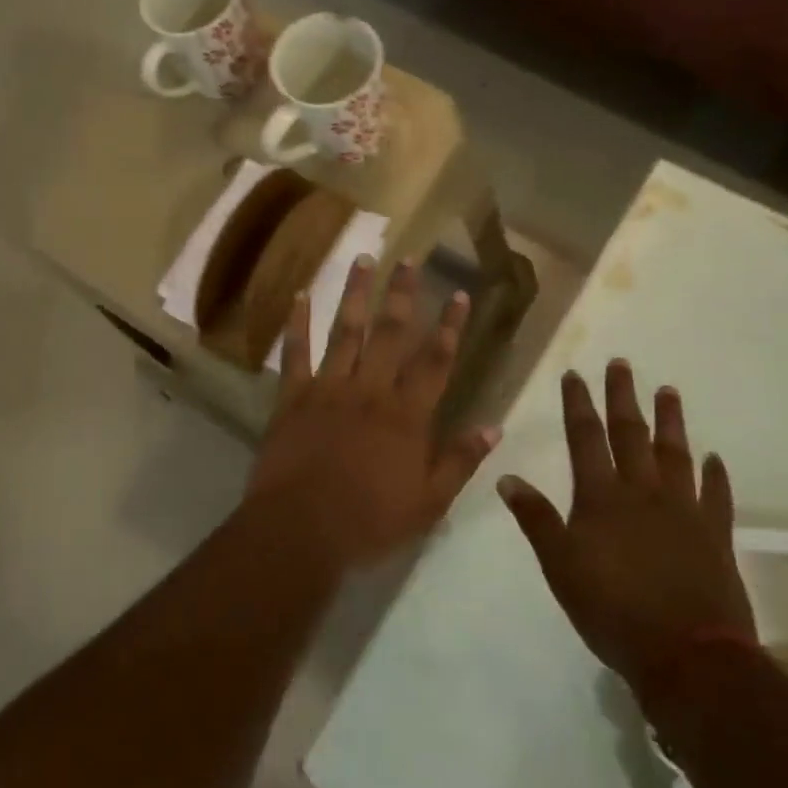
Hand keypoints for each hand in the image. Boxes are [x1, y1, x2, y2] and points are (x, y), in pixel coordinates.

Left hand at [247, 256, 498, 571]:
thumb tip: (494, 427)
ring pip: (346, 330)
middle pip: (391, 333)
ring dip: (356, 293)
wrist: (302, 529)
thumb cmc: (370, 521)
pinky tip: (300, 294)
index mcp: (407, 415)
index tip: (460, 294)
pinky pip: (296, 352)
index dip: (450, 326)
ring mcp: (329, 388)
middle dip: (403, 294)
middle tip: (410, 260)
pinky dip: (297, 322)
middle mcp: (370, 390)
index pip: (435, 360)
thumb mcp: (428, 503)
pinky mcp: (294, 396)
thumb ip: (460, 461)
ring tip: (364, 259)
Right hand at [498, 361, 753, 696]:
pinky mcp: (715, 536)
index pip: (586, 438)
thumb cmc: (612, 610)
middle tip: (622, 364)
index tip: (575, 374)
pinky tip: (715, 459)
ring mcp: (683, 511)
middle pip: (631, 434)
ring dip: (671, 421)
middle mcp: (643, 492)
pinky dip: (715, 476)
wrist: (687, 656)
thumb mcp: (560, 566)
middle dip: (623, 397)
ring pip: (675, 455)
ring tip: (668, 391)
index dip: (579, 404)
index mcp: (602, 497)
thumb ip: (536, 519)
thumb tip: (506, 477)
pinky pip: (716, 496)